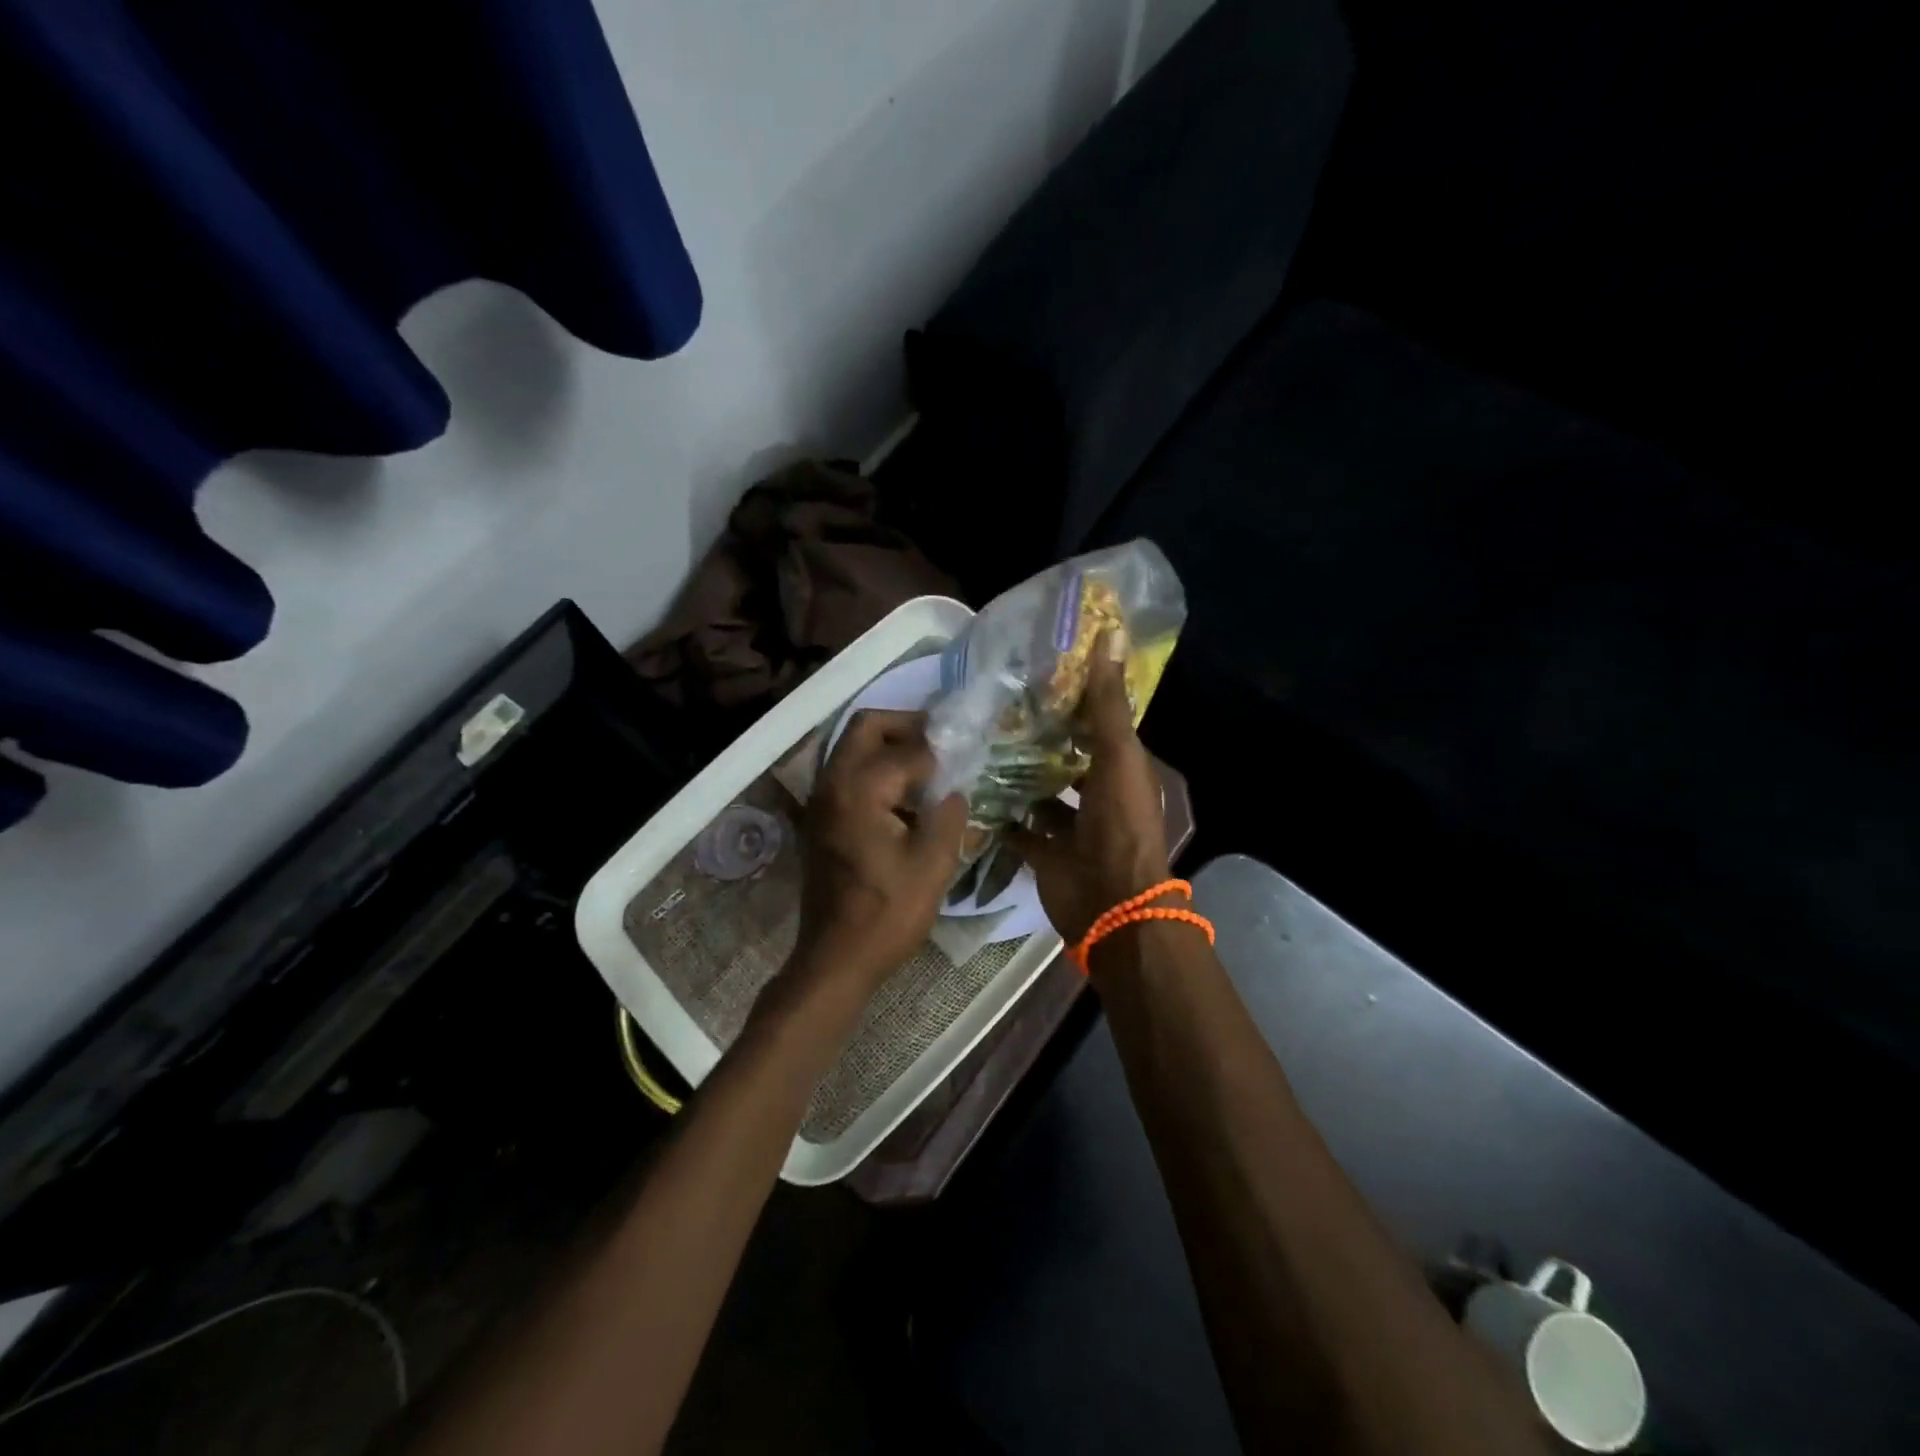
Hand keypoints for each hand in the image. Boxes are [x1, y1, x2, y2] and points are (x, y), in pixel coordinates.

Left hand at [793, 709, 969, 997]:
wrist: (836, 958)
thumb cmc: (887, 913)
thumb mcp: (933, 864)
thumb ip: (949, 815)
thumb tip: (954, 788)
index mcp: (859, 789)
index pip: (908, 750)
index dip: (942, 751)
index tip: (968, 754)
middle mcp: (832, 783)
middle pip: (866, 727)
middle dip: (906, 725)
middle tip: (942, 742)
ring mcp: (820, 801)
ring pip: (852, 748)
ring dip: (889, 747)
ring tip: (929, 769)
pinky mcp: (820, 819)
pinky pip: (847, 774)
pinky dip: (875, 770)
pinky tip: (905, 799)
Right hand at [1008, 636, 1169, 943]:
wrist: (1109, 903)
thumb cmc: (1119, 824)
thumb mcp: (1118, 756)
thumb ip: (1108, 704)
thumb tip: (1109, 635)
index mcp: (1120, 768)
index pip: (1096, 724)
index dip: (1073, 698)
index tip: (1035, 671)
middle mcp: (1096, 793)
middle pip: (1065, 757)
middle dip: (1038, 736)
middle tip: (995, 706)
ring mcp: (1069, 826)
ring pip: (1040, 792)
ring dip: (1017, 774)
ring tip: (978, 742)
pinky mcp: (1043, 852)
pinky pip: (1019, 827)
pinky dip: (1001, 814)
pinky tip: (972, 789)